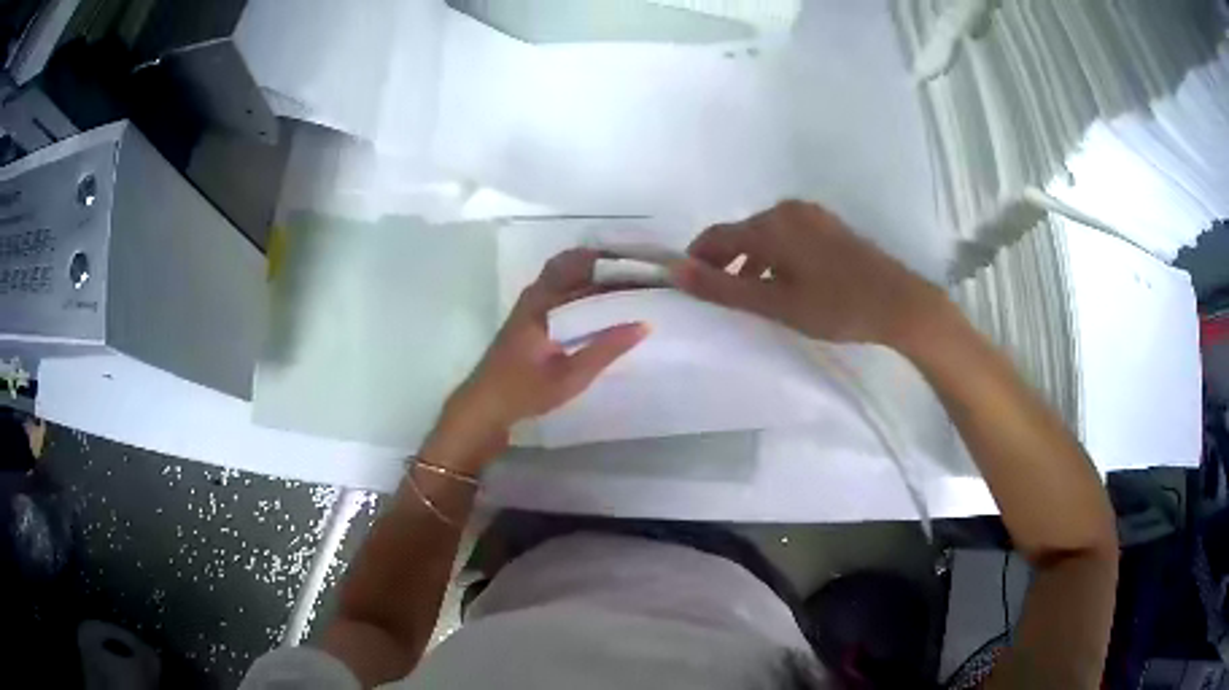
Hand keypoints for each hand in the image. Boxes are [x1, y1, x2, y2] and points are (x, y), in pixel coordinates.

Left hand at [426, 250, 647, 470]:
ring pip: (564, 276)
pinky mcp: (530, 318)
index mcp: (542, 302)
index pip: (582, 266)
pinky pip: (559, 290)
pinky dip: (582, 288)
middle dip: (604, 264)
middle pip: (572, 264)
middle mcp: (535, 295)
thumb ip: (606, 349)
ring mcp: (530, 305)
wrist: (485, 406)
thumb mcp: (571, 375)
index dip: (612, 263)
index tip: (642, 265)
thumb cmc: (525, 391)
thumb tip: (644, 324)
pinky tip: (602, 305)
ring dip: (593, 275)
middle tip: (639, 271)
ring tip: (627, 283)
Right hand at [670, 200, 948, 347]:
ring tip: (749, 295)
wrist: (899, 302)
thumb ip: (723, 288)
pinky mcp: (829, 226)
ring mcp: (812, 216)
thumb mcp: (776, 304)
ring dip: (750, 261)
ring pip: (766, 235)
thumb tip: (676, 272)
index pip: (717, 236)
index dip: (697, 258)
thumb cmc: (836, 306)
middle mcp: (788, 210)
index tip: (687, 284)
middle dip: (724, 261)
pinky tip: (783, 283)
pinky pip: (788, 236)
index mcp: (771, 225)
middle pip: (742, 233)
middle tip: (718, 295)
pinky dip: (774, 257)